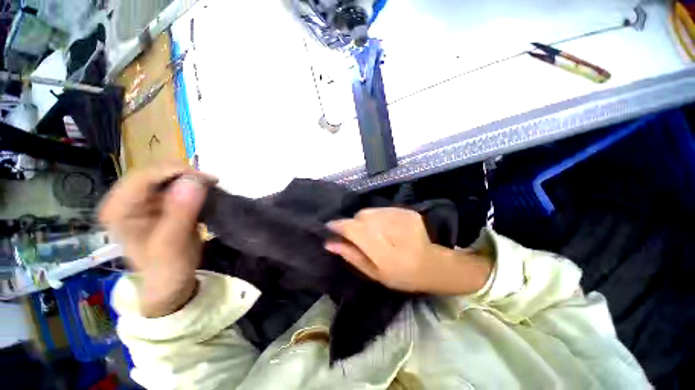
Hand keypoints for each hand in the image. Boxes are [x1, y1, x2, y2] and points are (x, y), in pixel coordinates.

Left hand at [99, 162, 216, 316]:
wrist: (172, 279)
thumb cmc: (167, 267)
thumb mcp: (172, 243)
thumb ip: (180, 212)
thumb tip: (194, 181)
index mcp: (118, 209)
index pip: (144, 176)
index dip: (176, 172)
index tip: (207, 180)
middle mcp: (126, 199)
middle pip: (156, 172)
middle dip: (186, 175)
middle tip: (212, 184)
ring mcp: (143, 199)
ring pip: (168, 176)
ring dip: (192, 180)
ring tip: (211, 189)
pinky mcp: (159, 202)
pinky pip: (177, 184)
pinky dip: (193, 186)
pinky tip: (205, 193)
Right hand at [325, 208, 492, 294]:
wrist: (434, 264)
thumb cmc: (402, 276)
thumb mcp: (374, 273)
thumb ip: (351, 255)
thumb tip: (330, 243)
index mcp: (382, 252)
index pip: (353, 230)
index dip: (338, 226)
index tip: (329, 228)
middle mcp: (390, 230)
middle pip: (361, 217)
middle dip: (352, 224)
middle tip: (355, 235)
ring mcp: (400, 218)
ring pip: (370, 211)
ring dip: (364, 220)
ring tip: (371, 232)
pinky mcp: (406, 211)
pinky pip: (382, 210)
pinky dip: (377, 217)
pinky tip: (384, 228)